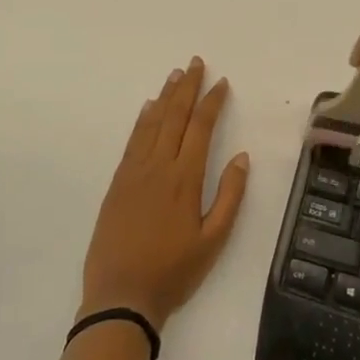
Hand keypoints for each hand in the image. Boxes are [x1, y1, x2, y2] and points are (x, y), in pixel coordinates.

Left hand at [80, 57, 250, 332]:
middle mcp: (158, 167)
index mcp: (184, 179)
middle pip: (175, 117)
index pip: (200, 128)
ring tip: (176, 75)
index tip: (222, 82)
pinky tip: (148, 108)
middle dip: (188, 88)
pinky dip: (142, 120)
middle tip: (196, 63)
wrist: (120, 297)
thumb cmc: (173, 272)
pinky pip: (132, 141)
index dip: (212, 102)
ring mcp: (134, 173)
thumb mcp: (213, 240)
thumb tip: (241, 156)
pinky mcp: (117, 183)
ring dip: (166, 96)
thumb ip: (230, 196)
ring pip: (152, 124)